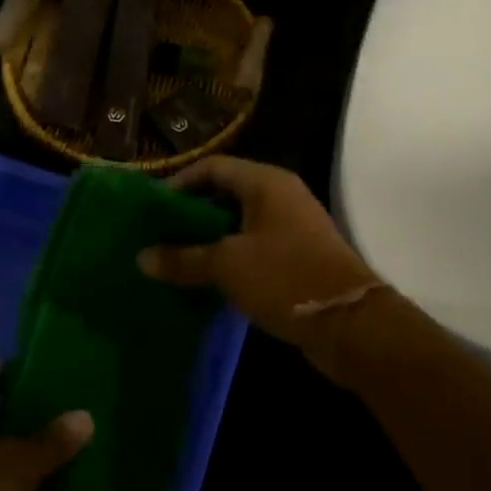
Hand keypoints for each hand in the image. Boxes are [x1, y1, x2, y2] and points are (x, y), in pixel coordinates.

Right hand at [137, 156, 380, 363]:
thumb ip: (182, 259)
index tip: (151, 210)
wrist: (349, 323)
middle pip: (224, 194)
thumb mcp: (227, 266)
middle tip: (156, 236)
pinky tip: (201, 279)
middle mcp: (280, 197)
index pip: (212, 168)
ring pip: (237, 225)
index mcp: (266, 183)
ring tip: (171, 259)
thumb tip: (141, 258)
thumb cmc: (285, 278)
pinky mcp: (295, 257)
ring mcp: (290, 228)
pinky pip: (251, 248)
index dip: (178, 183)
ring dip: (206, 241)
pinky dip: (226, 259)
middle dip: (190, 215)